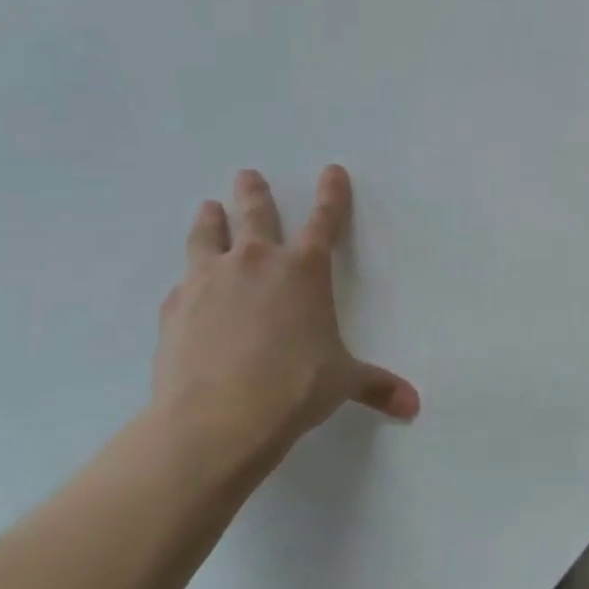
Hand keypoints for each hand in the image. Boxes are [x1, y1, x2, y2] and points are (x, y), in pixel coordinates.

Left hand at [152, 165, 418, 468]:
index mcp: (305, 272)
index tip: (332, 170)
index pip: (325, 221)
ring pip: (208, 235)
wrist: (219, 417)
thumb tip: (413, 406)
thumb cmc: (296, 387)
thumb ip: (377, 385)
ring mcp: (209, 281)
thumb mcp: (343, 382)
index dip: (332, 195)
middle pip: (255, 214)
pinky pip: (183, 283)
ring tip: (209, 208)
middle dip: (254, 192)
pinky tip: (187, 288)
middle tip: (247, 175)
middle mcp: (256, 264)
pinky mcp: (175, 307)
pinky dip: (190, 280)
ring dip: (211, 219)